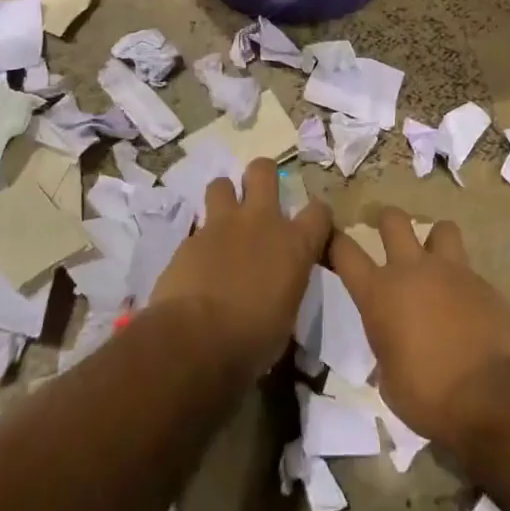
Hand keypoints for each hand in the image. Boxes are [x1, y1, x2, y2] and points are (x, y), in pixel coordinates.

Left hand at [151, 157, 331, 379]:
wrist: (196, 340)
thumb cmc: (253, 340)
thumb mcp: (285, 316)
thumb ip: (285, 286)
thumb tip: (277, 287)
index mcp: (294, 244)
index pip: (319, 212)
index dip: (317, 216)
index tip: (311, 227)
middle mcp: (261, 222)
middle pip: (263, 171)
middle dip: (262, 176)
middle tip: (258, 195)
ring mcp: (222, 225)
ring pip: (222, 184)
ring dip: (224, 197)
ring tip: (223, 220)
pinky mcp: (190, 238)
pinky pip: (198, 227)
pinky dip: (201, 239)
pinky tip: (197, 261)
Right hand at [328, 207, 509, 446]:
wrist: (490, 398)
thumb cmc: (429, 396)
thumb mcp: (389, 380)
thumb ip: (387, 349)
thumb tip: (395, 344)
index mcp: (379, 293)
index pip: (345, 252)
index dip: (335, 242)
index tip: (333, 239)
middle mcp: (412, 270)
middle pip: (393, 220)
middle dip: (387, 221)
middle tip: (388, 235)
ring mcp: (451, 272)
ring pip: (441, 228)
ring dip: (435, 241)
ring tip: (436, 261)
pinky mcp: (484, 284)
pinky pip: (469, 270)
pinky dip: (464, 282)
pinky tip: (467, 305)